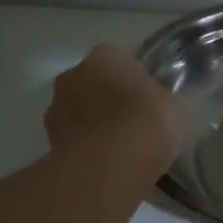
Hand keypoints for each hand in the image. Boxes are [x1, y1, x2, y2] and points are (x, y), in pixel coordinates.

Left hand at [45, 45, 183, 179]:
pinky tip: (104, 166)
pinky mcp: (49, 139)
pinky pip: (73, 140)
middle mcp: (74, 73)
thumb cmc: (146, 122)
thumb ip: (162, 100)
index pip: (121, 62)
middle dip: (108, 102)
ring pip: (79, 112)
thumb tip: (160, 104)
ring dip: (93, 126)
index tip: (147, 105)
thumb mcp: (174, 107)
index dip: (135, 84)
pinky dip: (85, 149)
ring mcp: (56, 107)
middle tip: (131, 126)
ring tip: (117, 152)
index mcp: (106, 56)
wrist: (109, 164)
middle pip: (94, 85)